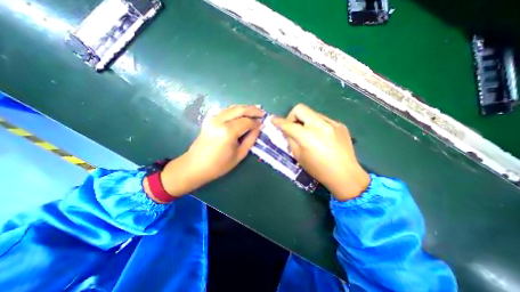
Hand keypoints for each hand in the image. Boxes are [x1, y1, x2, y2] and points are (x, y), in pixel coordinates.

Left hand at [155, 105, 263, 197]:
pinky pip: (226, 110)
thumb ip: (250, 139)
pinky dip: (236, 110)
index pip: (246, 122)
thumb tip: (258, 128)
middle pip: (240, 110)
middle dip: (253, 110)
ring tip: (256, 109)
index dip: (256, 122)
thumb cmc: (218, 165)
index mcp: (228, 132)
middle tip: (262, 112)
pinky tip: (243, 112)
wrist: (195, 166)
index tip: (263, 124)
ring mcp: (213, 118)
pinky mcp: (210, 119)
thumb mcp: (239, 155)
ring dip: (245, 108)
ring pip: (233, 107)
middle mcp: (220, 121)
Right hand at [273, 103, 368, 200]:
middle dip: (292, 116)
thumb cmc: (318, 169)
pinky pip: (322, 119)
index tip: (273, 119)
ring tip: (308, 133)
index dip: (278, 121)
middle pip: (300, 108)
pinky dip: (316, 125)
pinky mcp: (340, 124)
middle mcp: (320, 125)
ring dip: (305, 121)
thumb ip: (291, 139)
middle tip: (293, 127)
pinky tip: (320, 136)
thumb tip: (287, 130)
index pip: (288, 124)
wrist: (345, 174)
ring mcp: (332, 123)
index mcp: (307, 136)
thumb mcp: (299, 156)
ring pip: (312, 113)